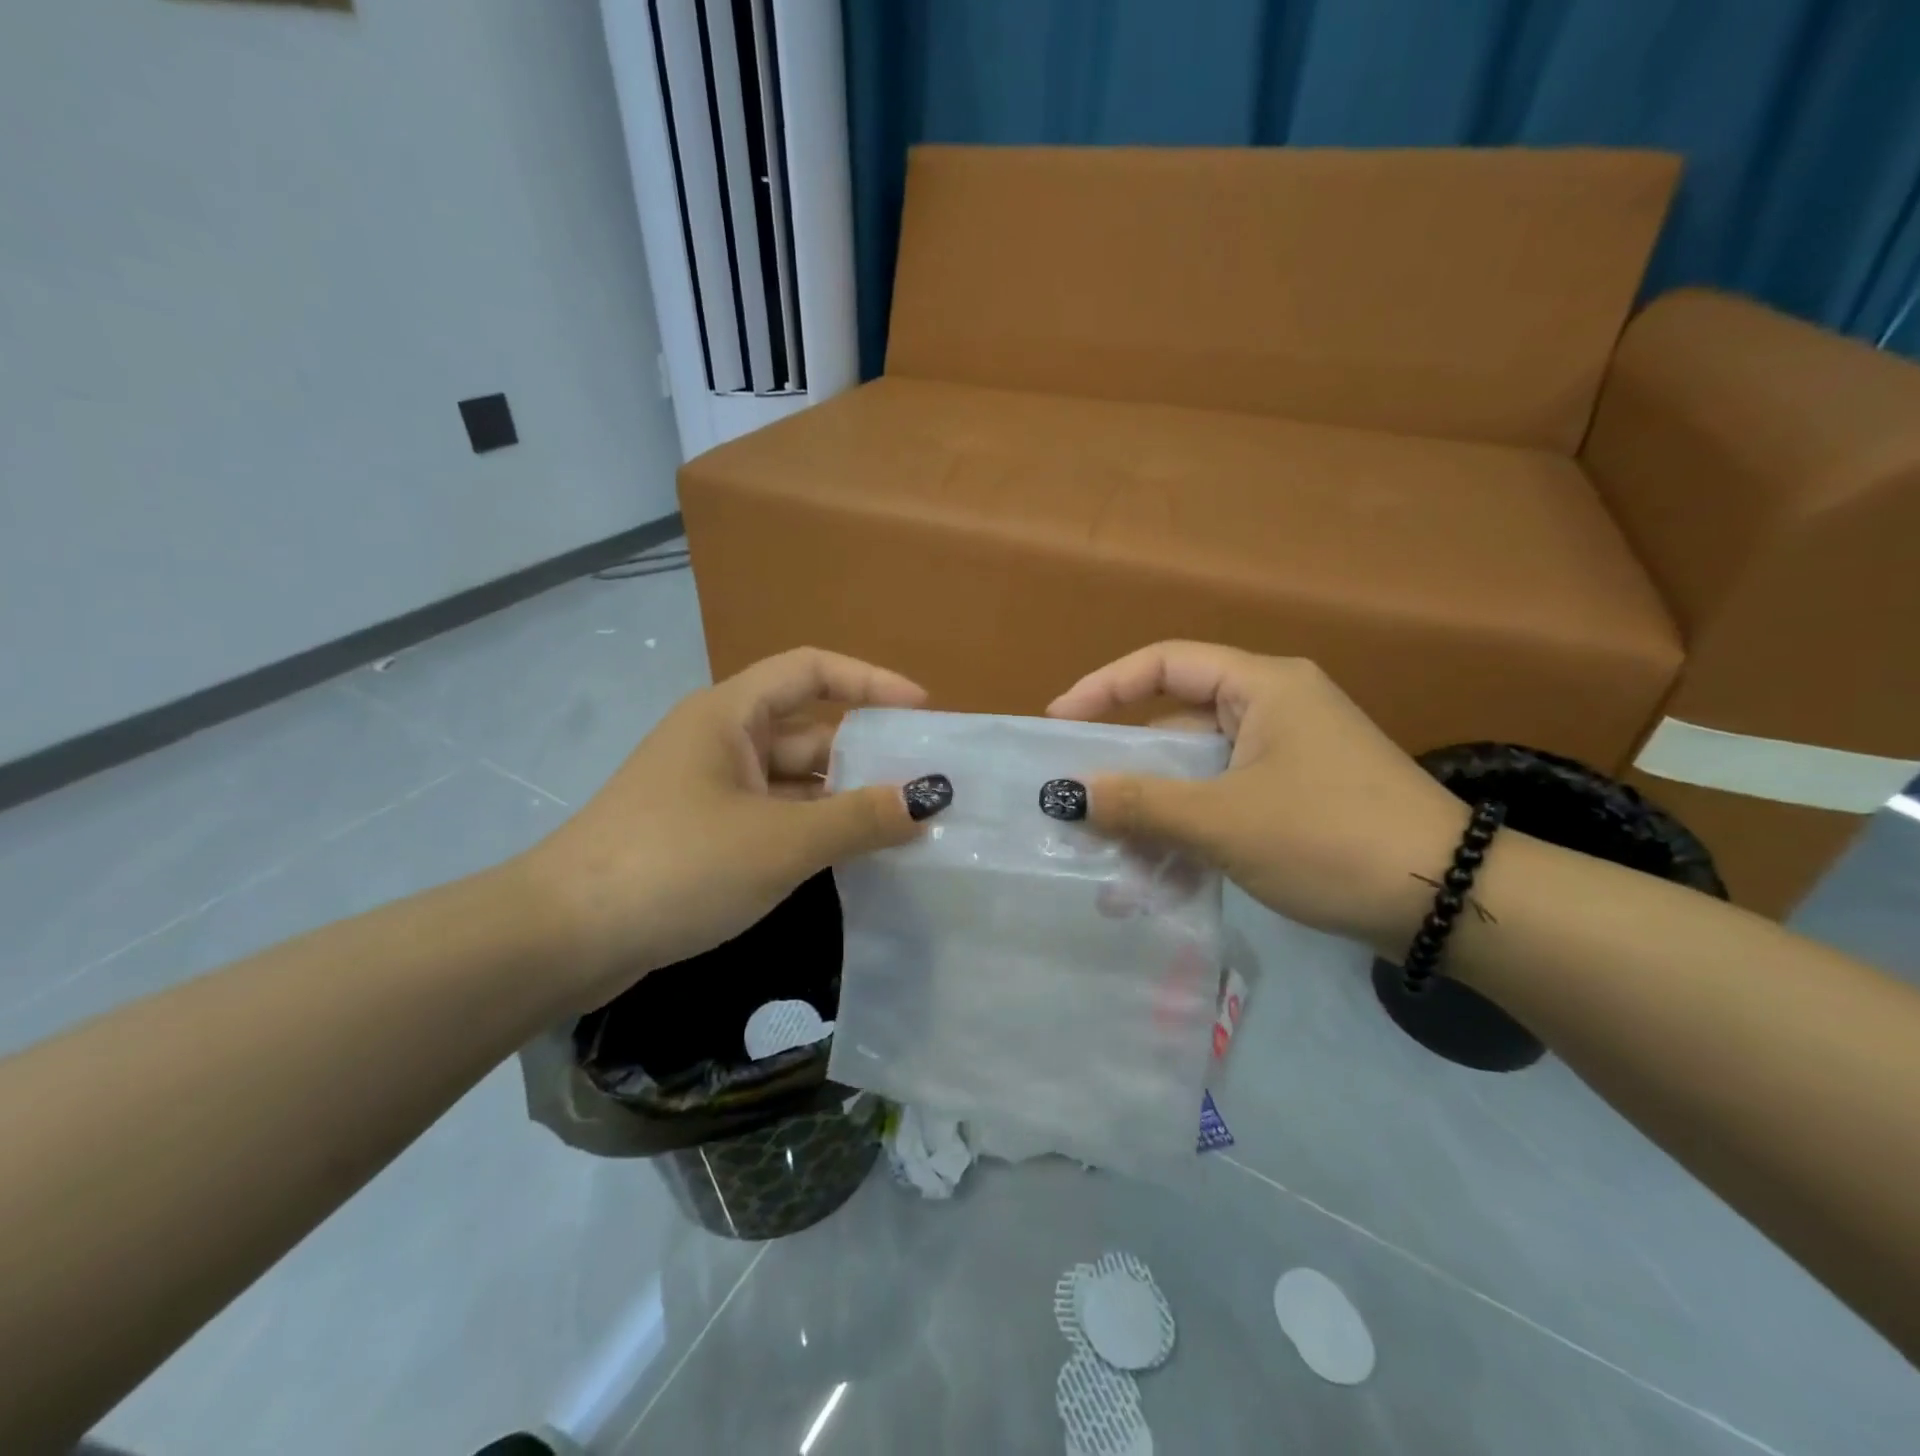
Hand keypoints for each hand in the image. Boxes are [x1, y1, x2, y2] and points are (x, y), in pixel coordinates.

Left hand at [519, 648, 930, 1010]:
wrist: (563, 940)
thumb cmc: (677, 865)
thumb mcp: (781, 841)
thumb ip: (859, 819)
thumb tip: (929, 801)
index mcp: (731, 715)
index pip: (811, 670)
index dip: (871, 681)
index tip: (923, 711)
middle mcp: (721, 742)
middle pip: (810, 731)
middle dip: (867, 755)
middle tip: (928, 786)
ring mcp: (711, 791)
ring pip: (795, 782)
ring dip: (844, 801)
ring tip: (906, 826)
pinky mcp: (705, 837)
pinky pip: (775, 819)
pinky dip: (815, 832)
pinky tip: (854, 858)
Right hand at [1047, 642, 1467, 952]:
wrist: (1454, 903)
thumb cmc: (1330, 838)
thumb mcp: (1223, 821)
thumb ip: (1141, 804)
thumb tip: (1070, 795)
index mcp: (1261, 687)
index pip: (1164, 664)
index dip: (1103, 687)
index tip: (1057, 723)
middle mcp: (1274, 708)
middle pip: (1177, 723)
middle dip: (1128, 769)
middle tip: (1081, 803)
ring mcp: (1289, 755)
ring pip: (1199, 772)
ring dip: (1156, 811)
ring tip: (1114, 857)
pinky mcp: (1298, 797)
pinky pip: (1225, 801)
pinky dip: (1191, 830)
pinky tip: (1162, 876)